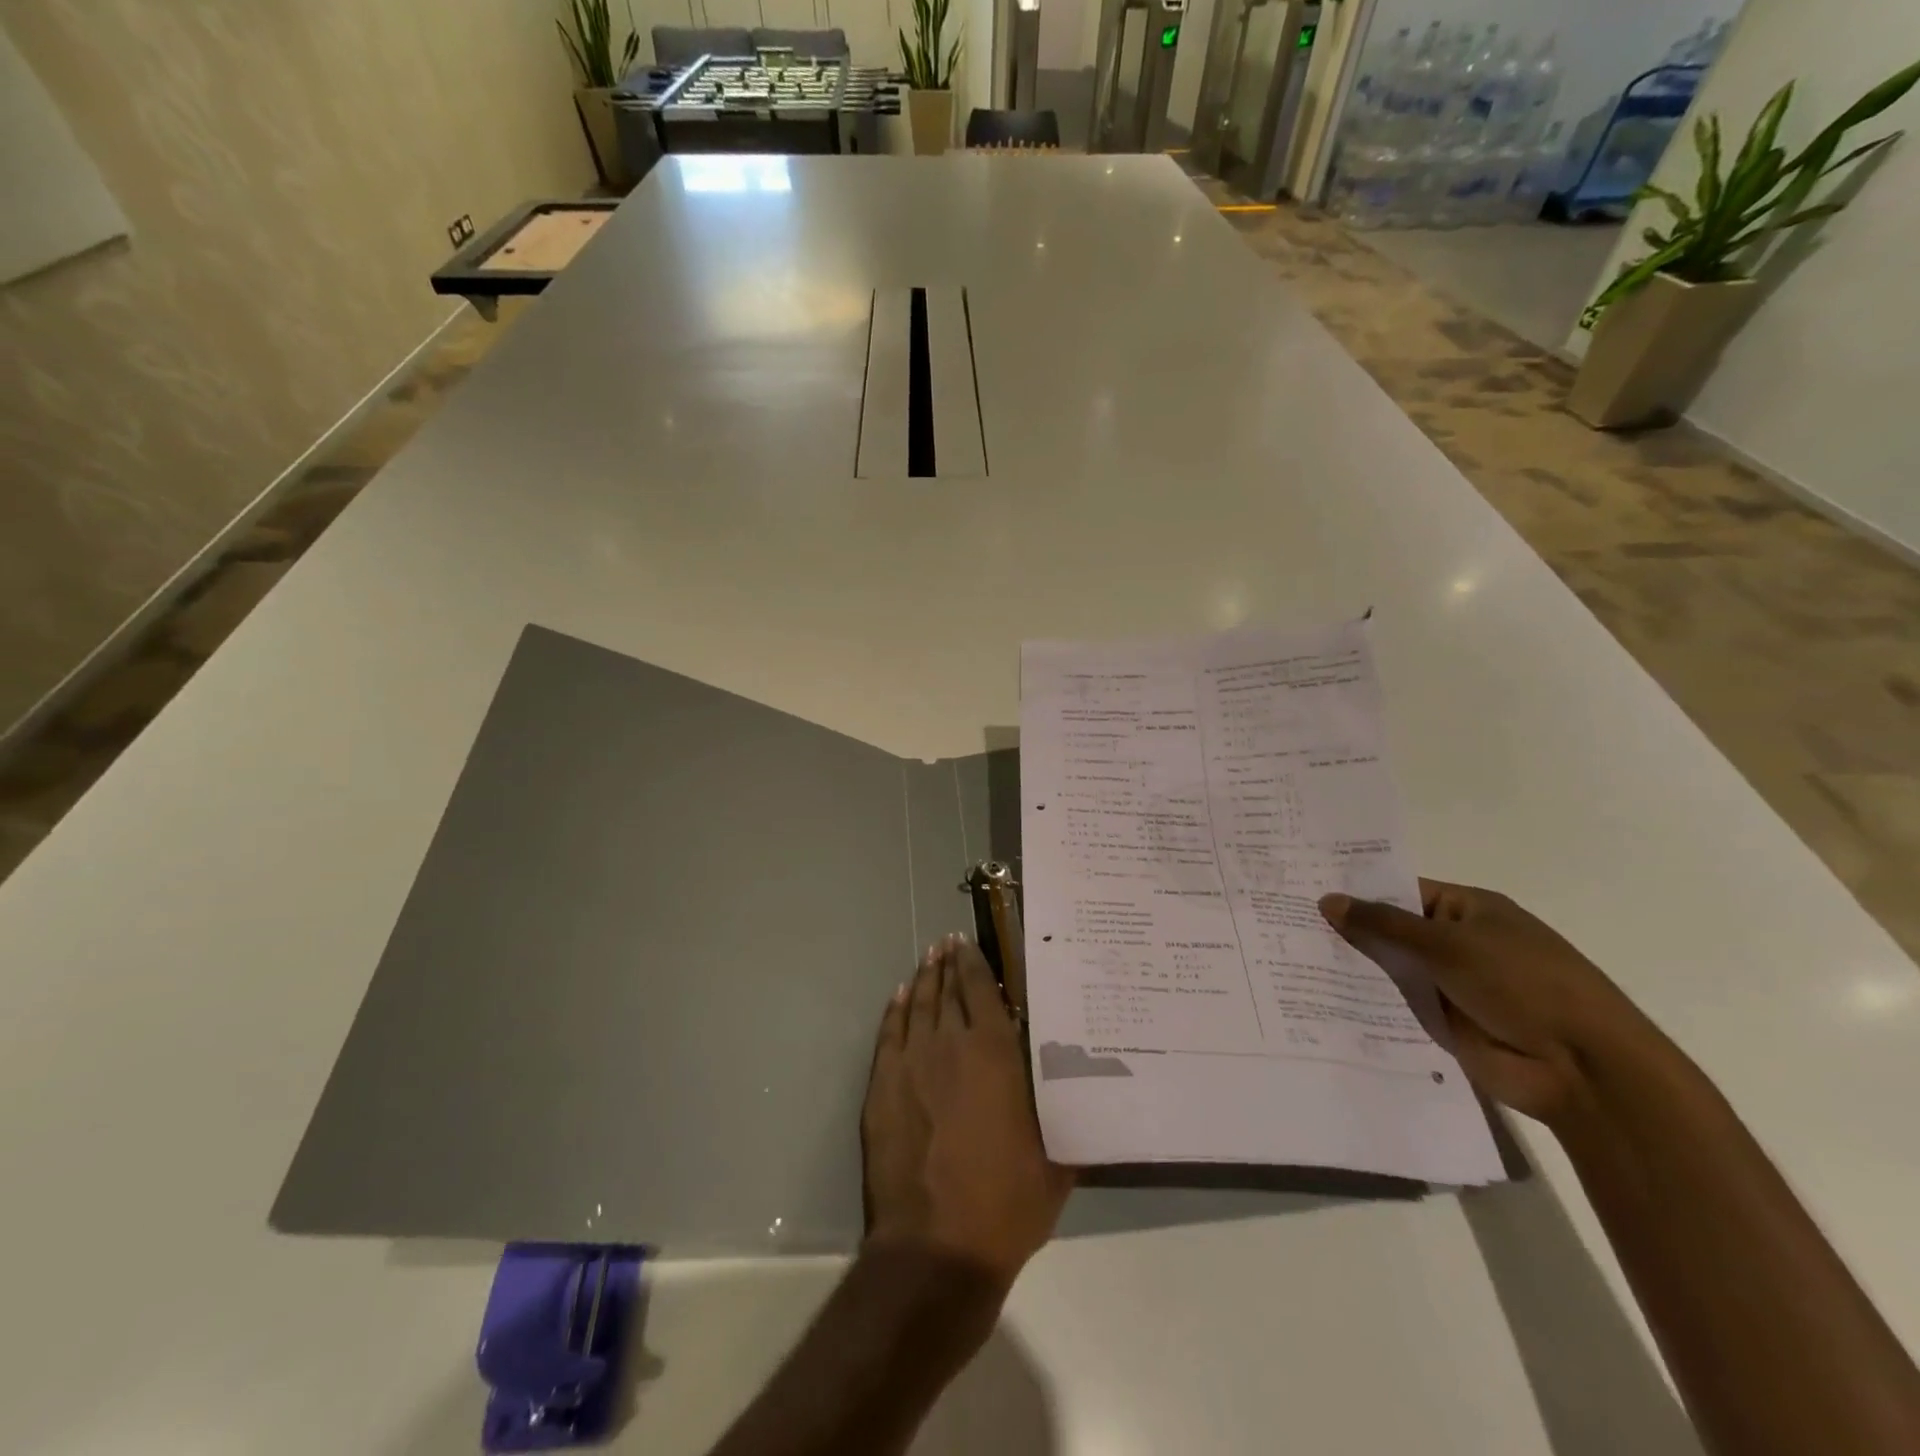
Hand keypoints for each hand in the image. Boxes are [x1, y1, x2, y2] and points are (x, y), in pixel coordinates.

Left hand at [861, 933, 1074, 1285]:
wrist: (937, 1246)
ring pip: (918, 1006)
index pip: (981, 989)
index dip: (974, 962)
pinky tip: (900, 996)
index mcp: (994, 1053)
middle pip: (947, 990)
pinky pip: (889, 1033)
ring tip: (928, 959)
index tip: (968, 942)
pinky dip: (895, 1010)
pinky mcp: (882, 1086)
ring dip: (924, 980)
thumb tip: (1073, 1086)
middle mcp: (950, 1044)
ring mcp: (910, 1063)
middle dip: (948, 963)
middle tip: (948, 943)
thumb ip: (1057, 1110)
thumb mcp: (1054, 1156)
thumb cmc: (1006, 1203)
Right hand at [1320, 881, 1664, 1126]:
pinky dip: (1365, 1002)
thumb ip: (1384, 924)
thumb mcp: (1448, 944)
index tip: (1304, 888)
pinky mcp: (1444, 1023)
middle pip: (1392, 931)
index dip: (1357, 890)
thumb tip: (1327, 900)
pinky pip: (1396, 1005)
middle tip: (1284, 921)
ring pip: (1390, 969)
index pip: (1401, 891)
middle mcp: (1458, 943)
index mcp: (1469, 910)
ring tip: (1286, 956)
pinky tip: (1317, 996)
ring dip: (1352, 967)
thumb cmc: (1522, 984)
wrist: (1582, 1069)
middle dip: (1346, 929)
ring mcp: (1450, 984)